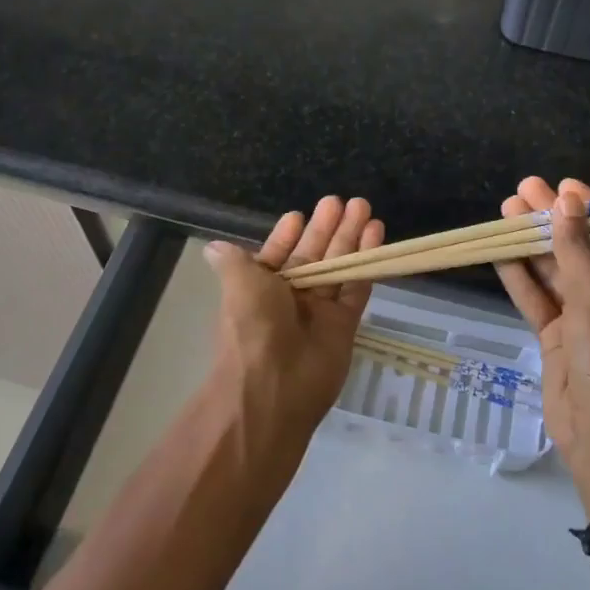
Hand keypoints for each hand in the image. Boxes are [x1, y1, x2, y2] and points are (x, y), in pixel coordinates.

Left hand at [203, 196, 384, 448]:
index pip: (279, 254)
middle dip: (328, 227)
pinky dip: (366, 262)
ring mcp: (319, 310)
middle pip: (314, 254)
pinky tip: (376, 233)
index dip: (289, 235)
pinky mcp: (345, 324)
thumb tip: (213, 248)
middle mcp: (290, 298)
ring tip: (364, 206)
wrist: (273, 388)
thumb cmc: (252, 328)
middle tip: (346, 201)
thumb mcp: (238, 286)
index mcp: (261, 288)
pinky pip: (357, 287)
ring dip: (351, 237)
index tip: (301, 214)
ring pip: (338, 266)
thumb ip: (234, 262)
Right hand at [494, 177, 589, 516]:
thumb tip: (567, 201)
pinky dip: (521, 276)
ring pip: (556, 272)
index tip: (563, 185)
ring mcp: (587, 320)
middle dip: (554, 220)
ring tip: (506, 209)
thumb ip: (577, 248)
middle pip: (582, 249)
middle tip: (524, 189)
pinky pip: (539, 299)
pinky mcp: (559, 339)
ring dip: (533, 243)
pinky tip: (500, 250)